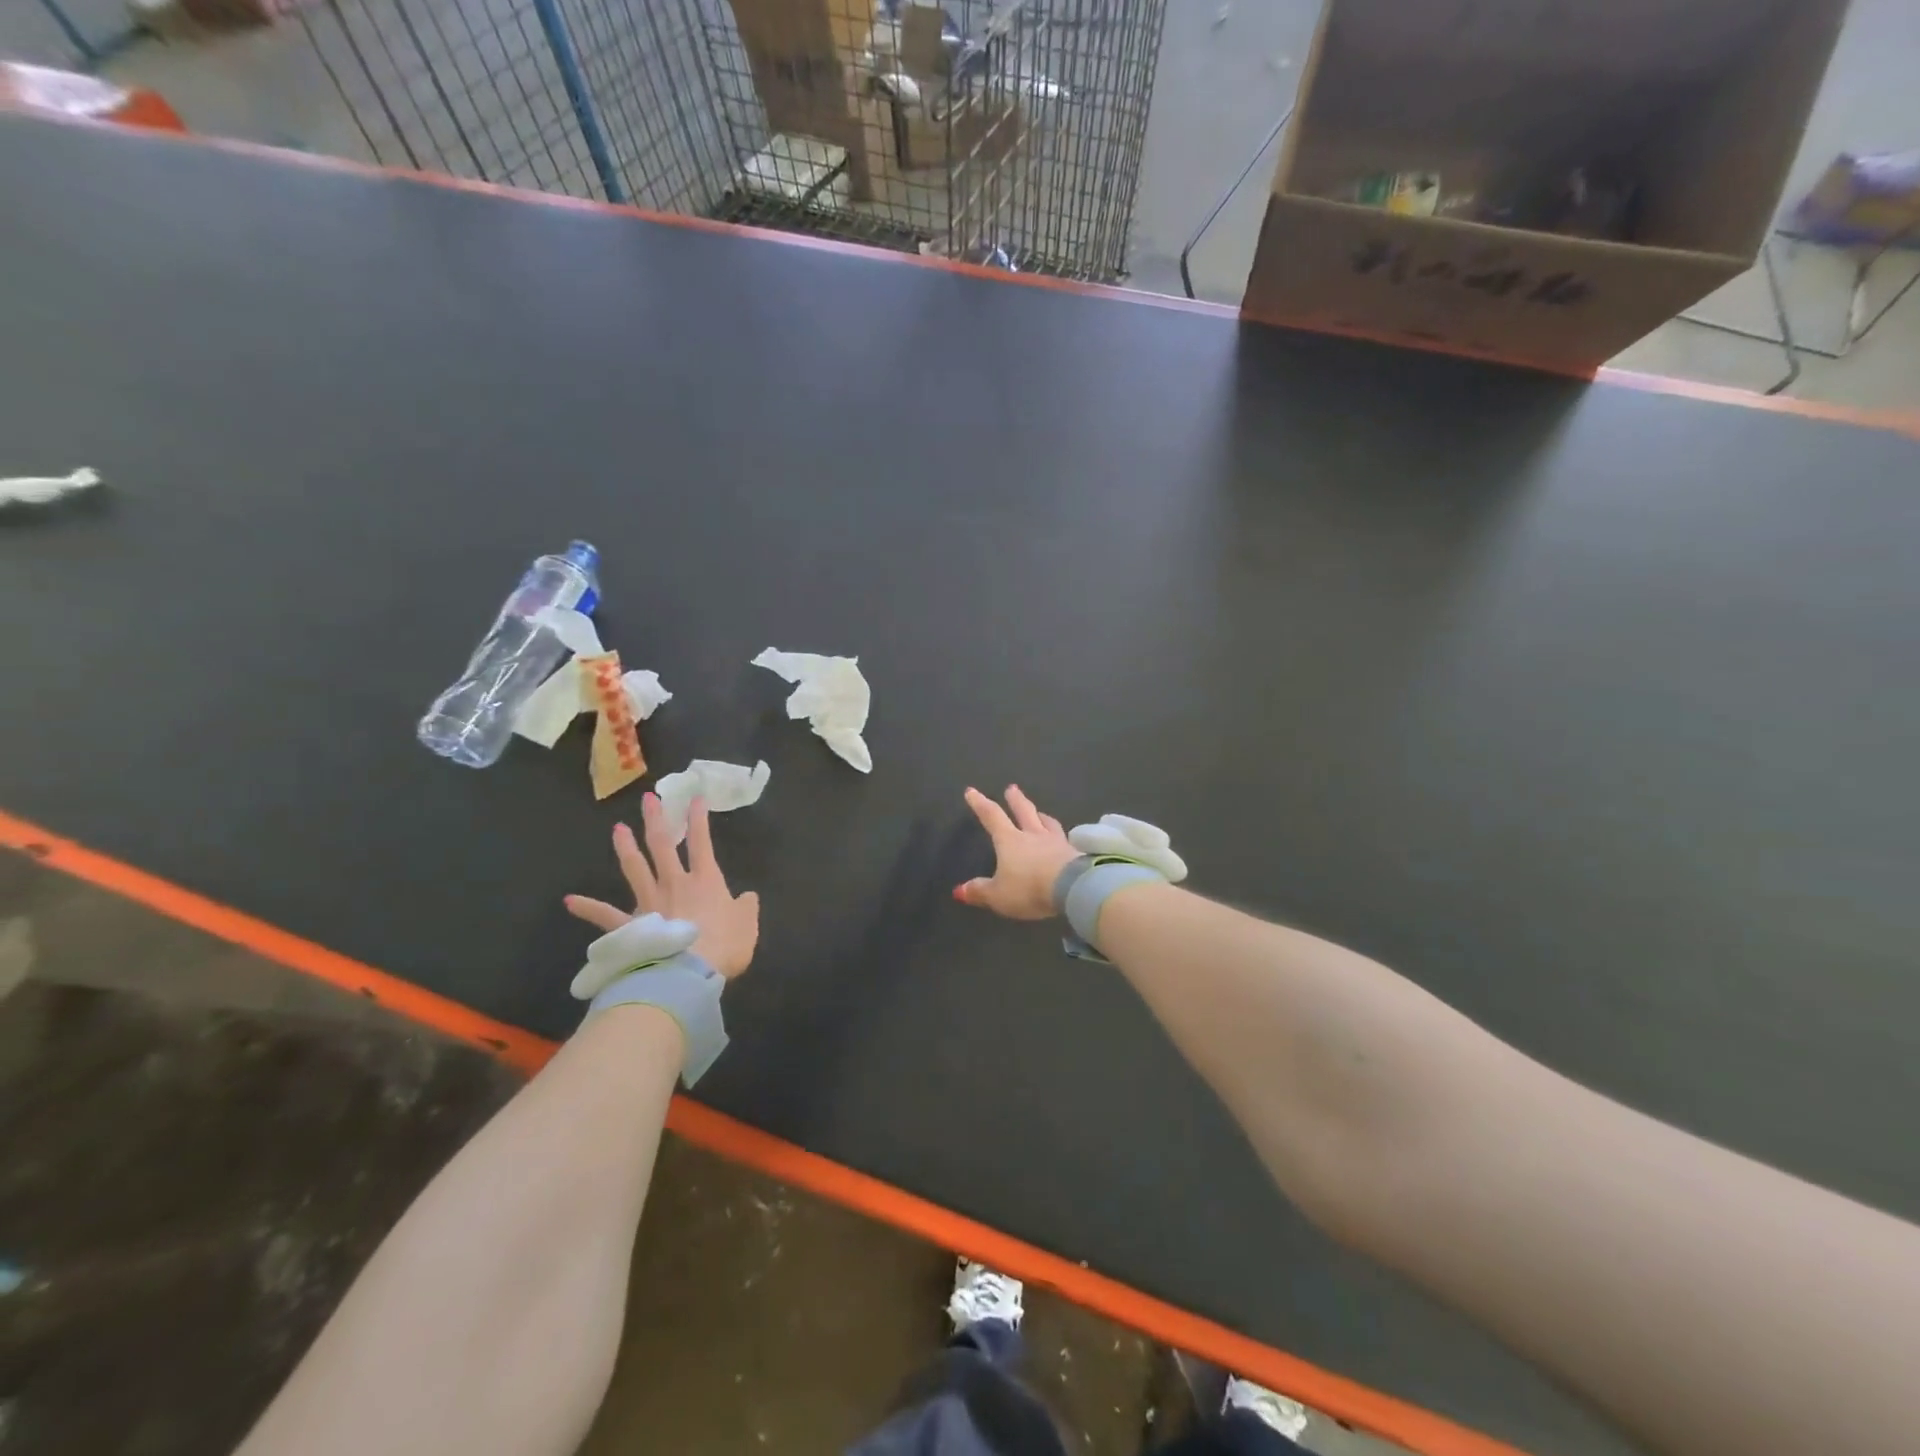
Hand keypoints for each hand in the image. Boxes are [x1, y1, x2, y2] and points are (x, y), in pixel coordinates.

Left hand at [565, 794, 760, 978]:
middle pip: (662, 845)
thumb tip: (748, 897)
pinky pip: (605, 915)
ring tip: (618, 828)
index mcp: (705, 880)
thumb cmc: (723, 946)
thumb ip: (746, 907)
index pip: (701, 842)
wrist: (688, 973)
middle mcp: (674, 883)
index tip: (695, 798)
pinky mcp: (630, 926)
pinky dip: (587, 907)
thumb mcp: (747, 925)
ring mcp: (649, 903)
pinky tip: (570, 900)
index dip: (699, 819)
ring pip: (634, 868)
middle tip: (648, 799)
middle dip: (656, 820)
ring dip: (625, 847)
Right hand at [954, 785, 1079, 919]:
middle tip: (1012, 788)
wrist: (1072, 888)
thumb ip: (980, 891)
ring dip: (1041, 815)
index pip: (992, 816)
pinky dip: (1061, 837)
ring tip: (1040, 812)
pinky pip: (1065, 840)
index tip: (972, 791)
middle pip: (1024, 811)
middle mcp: (1033, 835)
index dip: (980, 803)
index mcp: (1010, 840)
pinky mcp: (1075, 853)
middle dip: (1015, 799)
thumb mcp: (998, 895)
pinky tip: (1063, 840)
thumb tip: (960, 890)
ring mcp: (1057, 842)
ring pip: (1048, 823)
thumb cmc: (1029, 888)